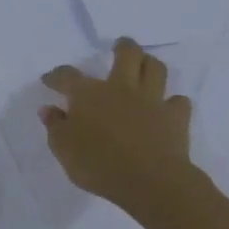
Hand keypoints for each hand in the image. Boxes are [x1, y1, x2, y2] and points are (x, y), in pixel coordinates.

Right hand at [39, 39, 197, 213]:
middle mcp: (120, 88)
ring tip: (144, 65)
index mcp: (88, 94)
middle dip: (123, 47)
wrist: (150, 182)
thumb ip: (55, 126)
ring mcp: (151, 101)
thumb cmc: (98, 164)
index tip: (49, 80)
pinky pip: (178, 102)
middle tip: (119, 46)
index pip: (67, 76)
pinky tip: (166, 107)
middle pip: (127, 55)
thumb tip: (50, 110)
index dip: (56, 76)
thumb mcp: (63, 148)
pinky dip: (172, 102)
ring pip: (156, 69)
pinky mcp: (176, 118)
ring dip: (149, 63)